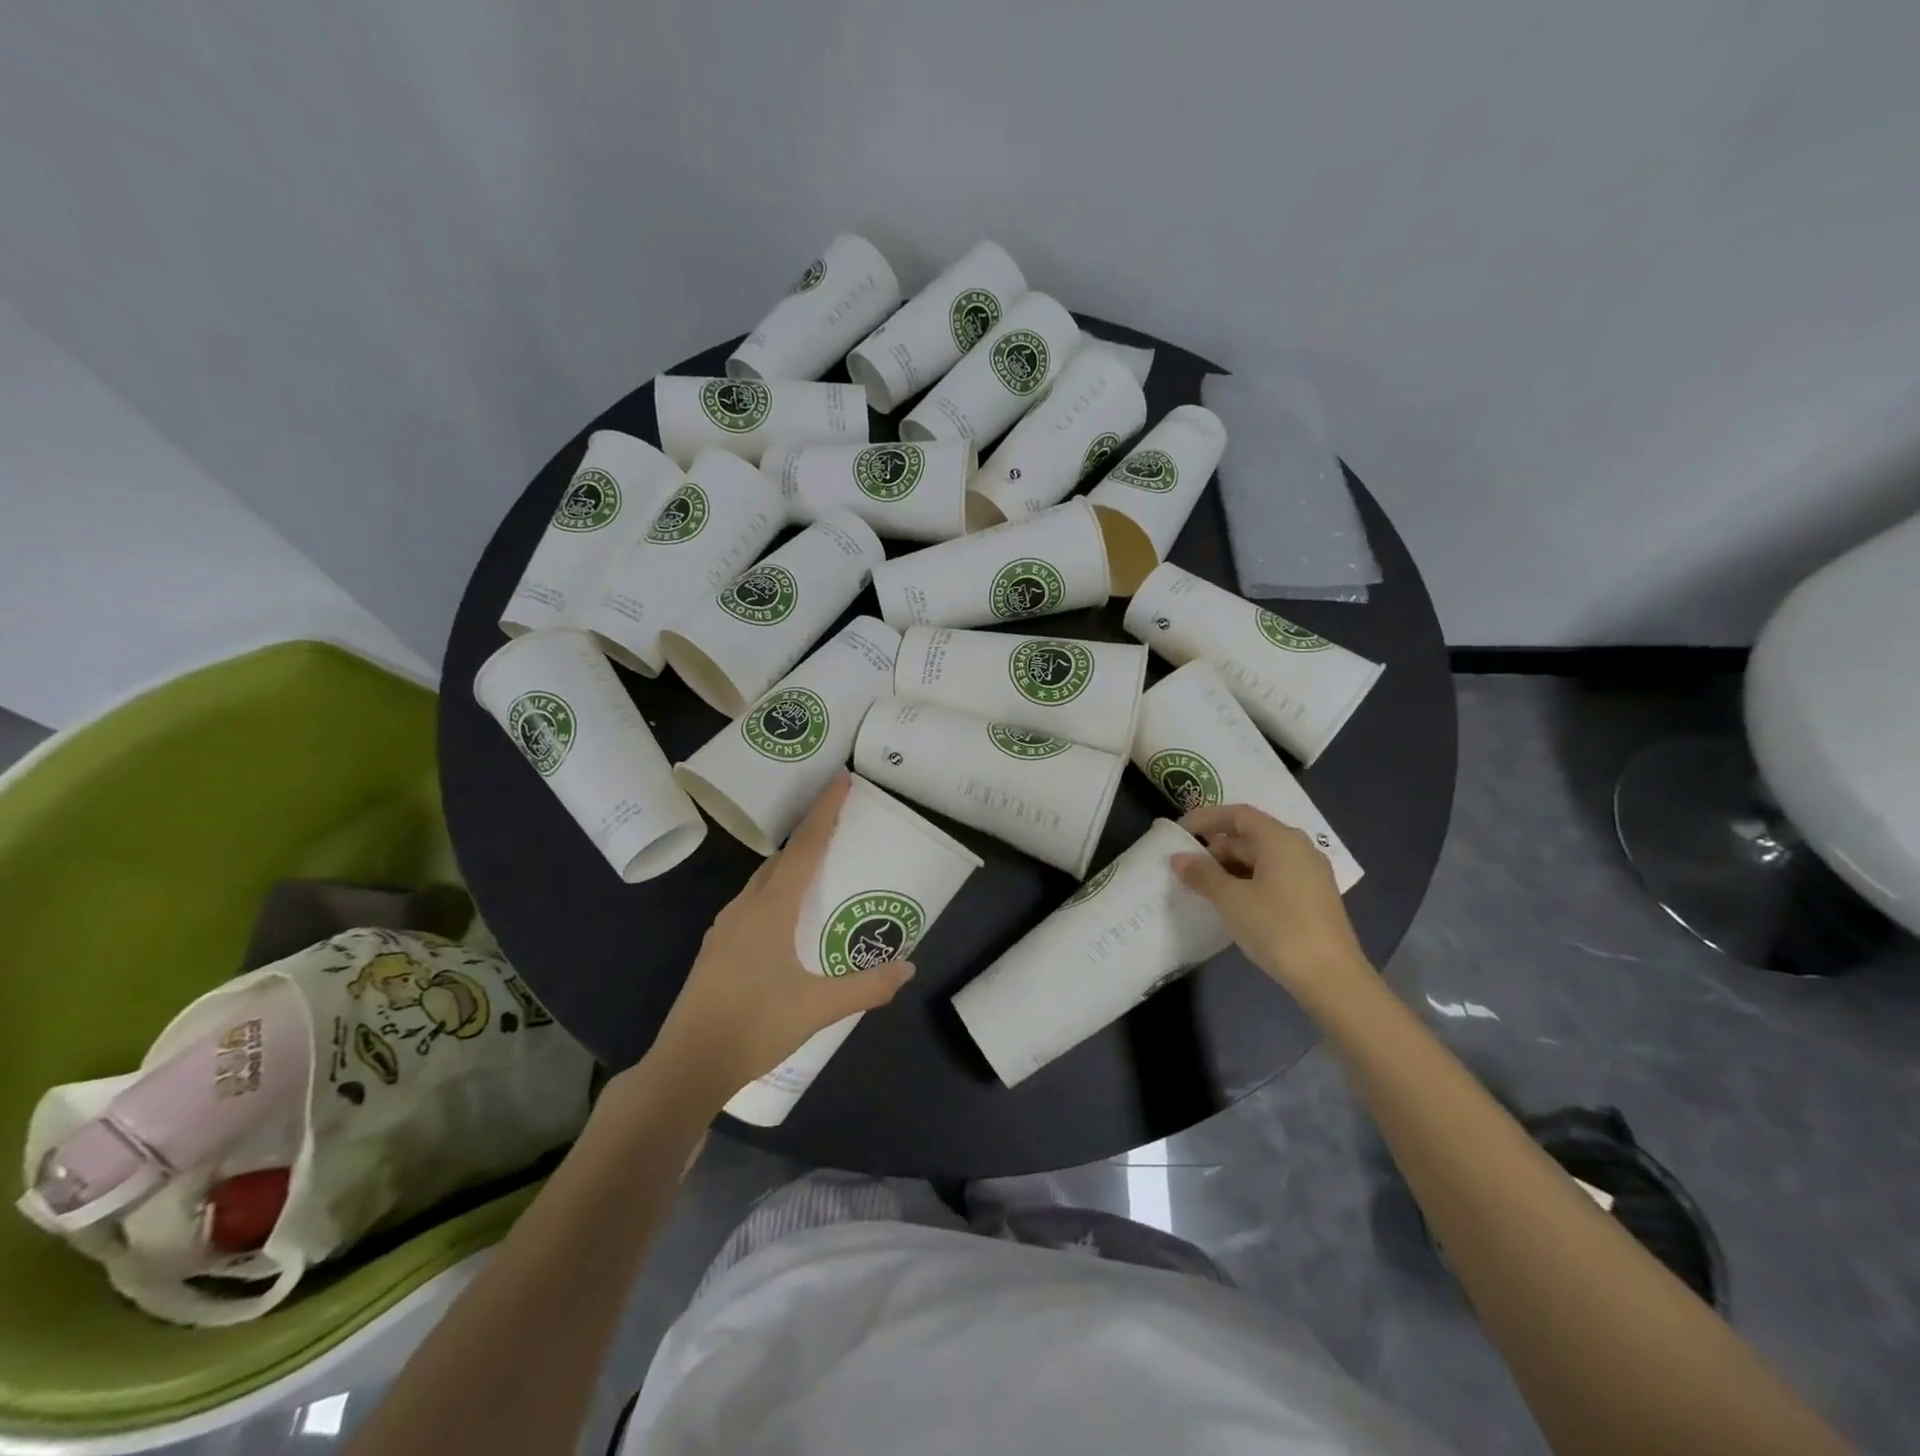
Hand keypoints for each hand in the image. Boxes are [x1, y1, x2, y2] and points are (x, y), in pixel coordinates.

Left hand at [653, 774, 913, 1099]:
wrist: (687, 1065)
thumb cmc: (754, 1027)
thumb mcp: (819, 1008)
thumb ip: (867, 986)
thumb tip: (908, 967)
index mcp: (770, 909)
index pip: (805, 847)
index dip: (825, 810)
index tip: (841, 778)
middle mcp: (745, 907)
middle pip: (783, 859)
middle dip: (811, 836)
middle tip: (842, 828)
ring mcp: (725, 927)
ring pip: (764, 881)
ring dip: (792, 866)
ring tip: (821, 872)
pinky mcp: (717, 947)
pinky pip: (753, 902)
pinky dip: (776, 892)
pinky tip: (788, 919)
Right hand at [1172, 804, 1373, 1003]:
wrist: (1332, 979)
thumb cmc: (1278, 929)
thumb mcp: (1231, 900)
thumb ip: (1202, 874)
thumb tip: (1179, 858)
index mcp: (1280, 839)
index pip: (1237, 814)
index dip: (1205, 819)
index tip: (1179, 833)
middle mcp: (1299, 849)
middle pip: (1250, 835)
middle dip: (1216, 848)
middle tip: (1187, 868)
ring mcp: (1310, 874)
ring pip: (1262, 858)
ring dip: (1230, 867)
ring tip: (1204, 888)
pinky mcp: (1313, 898)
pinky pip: (1274, 876)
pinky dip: (1248, 881)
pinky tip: (1232, 904)